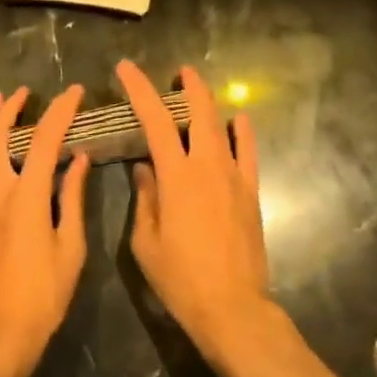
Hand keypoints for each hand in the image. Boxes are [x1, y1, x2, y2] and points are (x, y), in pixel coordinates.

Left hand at [0, 85, 90, 375]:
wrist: (2, 328)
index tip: (75, 92)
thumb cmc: (44, 292)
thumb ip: (72, 198)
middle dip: (9, 109)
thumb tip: (80, 159)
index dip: (60, 112)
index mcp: (27, 197)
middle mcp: (1, 192)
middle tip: (23, 90)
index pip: (44, 141)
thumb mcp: (70, 246)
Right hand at [116, 60, 270, 362]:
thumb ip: (145, 198)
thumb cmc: (180, 278)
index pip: (154, 121)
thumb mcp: (146, 241)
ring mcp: (234, 177)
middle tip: (177, 72)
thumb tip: (144, 167)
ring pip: (223, 127)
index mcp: (176, 176)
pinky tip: (240, 119)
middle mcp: (207, 166)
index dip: (140, 90)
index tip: (126, 69)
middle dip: (187, 87)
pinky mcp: (250, 193)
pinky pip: (248, 153)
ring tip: (198, 89)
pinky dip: (243, 132)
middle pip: (198, 113)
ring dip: (210, 104)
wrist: (232, 308)